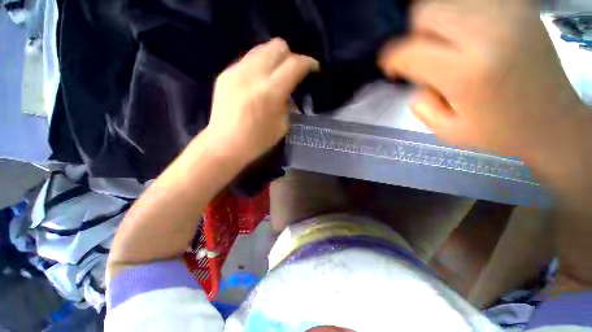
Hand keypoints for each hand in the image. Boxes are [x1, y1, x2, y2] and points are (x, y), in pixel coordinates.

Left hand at [207, 38, 318, 163]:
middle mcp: (253, 75)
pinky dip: (260, 66)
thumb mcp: (282, 126)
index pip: (295, 64)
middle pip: (278, 46)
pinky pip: (249, 59)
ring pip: (262, 48)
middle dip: (291, 57)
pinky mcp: (225, 73)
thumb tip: (290, 91)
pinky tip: (259, 81)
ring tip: (276, 75)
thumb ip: (289, 104)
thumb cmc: (257, 142)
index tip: (313, 68)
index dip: (308, 63)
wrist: (224, 145)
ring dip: (275, 59)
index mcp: (270, 93)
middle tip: (293, 72)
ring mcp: (236, 71)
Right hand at [379, 0, 586, 160]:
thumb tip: (413, 78)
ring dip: (434, 24)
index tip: (392, 69)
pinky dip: (457, 14)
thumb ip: (420, 104)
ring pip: (445, 1)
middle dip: (412, 36)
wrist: (554, 121)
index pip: (409, 52)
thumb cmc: (500, 132)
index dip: (391, 60)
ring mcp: (508, 14)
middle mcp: (488, 34)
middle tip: (421, 56)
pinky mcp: (519, 7)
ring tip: (444, 46)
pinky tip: (465, 35)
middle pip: (425, 13)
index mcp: (467, 73)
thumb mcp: (446, 131)